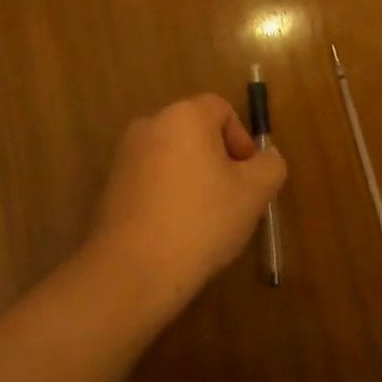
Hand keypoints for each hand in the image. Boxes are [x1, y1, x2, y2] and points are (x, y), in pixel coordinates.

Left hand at [83, 94, 286, 316]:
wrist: (132, 271)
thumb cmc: (201, 221)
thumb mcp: (254, 193)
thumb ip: (270, 165)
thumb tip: (265, 157)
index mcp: (185, 116)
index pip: (222, 110)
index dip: (242, 140)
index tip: (248, 177)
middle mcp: (150, 125)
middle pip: (196, 132)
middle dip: (219, 160)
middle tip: (232, 198)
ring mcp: (125, 156)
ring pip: (174, 157)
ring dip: (193, 178)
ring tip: (205, 219)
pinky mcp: (111, 186)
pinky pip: (152, 178)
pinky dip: (168, 194)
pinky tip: (177, 230)